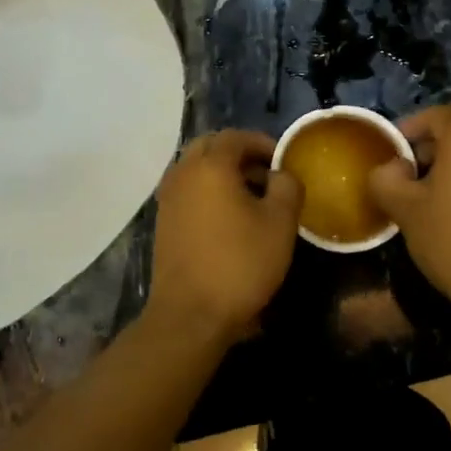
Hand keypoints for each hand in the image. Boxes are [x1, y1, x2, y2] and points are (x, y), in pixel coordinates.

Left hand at [149, 130, 303, 345]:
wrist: (190, 313)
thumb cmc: (240, 264)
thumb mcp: (280, 224)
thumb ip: (287, 187)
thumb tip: (281, 173)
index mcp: (210, 165)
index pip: (235, 136)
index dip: (262, 143)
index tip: (283, 160)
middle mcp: (183, 172)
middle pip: (210, 147)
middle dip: (239, 154)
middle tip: (266, 174)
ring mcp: (168, 197)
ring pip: (195, 168)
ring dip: (222, 173)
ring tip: (251, 197)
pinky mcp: (163, 221)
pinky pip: (187, 190)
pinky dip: (207, 191)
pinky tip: (228, 218)